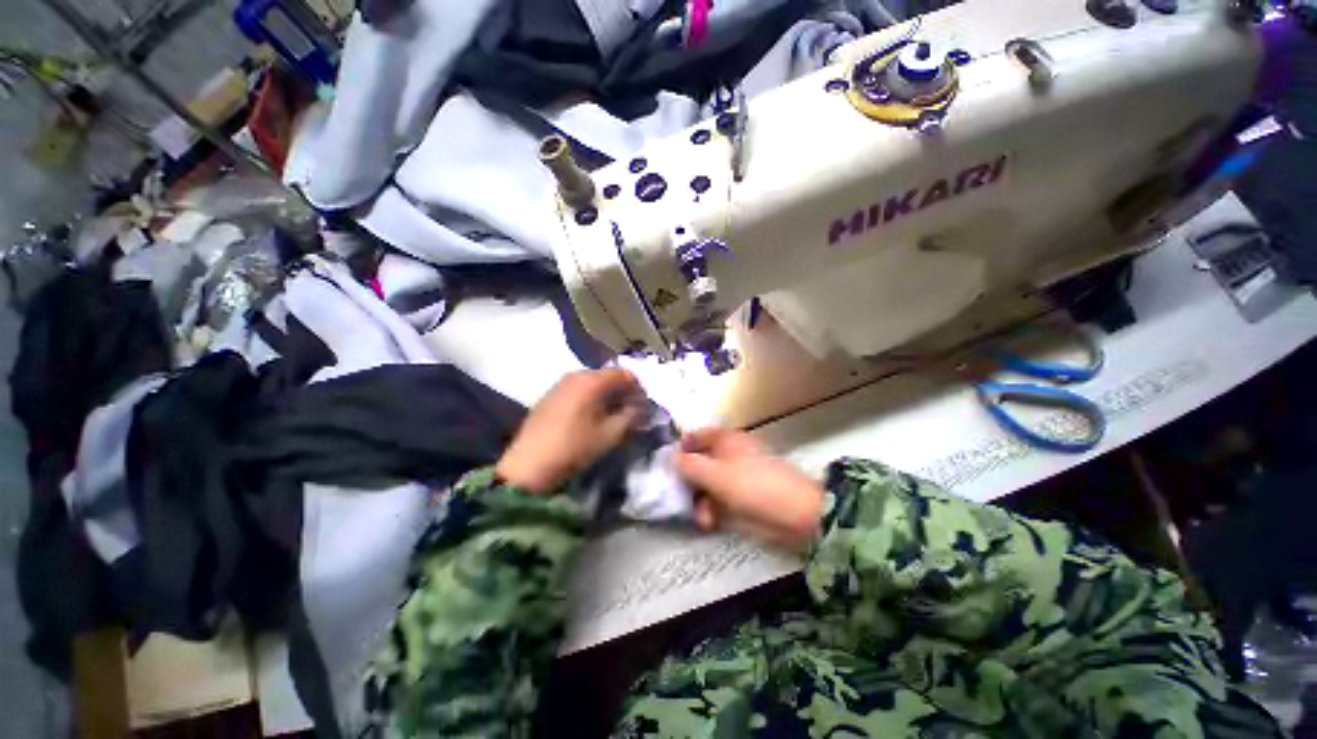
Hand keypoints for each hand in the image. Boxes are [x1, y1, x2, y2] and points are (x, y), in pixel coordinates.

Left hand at [496, 369, 645, 493]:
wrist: (528, 465)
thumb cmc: (574, 447)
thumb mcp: (610, 434)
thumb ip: (631, 416)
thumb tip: (640, 408)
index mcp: (593, 380)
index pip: (625, 375)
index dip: (638, 389)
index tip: (643, 407)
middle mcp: (576, 375)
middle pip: (608, 377)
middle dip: (622, 392)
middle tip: (629, 412)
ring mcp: (560, 384)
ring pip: (592, 383)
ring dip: (606, 396)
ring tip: (610, 416)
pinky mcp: (549, 395)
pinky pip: (577, 390)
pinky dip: (590, 398)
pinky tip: (589, 417)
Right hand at [675, 428, 823, 549]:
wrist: (794, 514)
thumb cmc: (751, 485)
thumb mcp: (714, 474)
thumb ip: (688, 465)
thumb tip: (670, 458)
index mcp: (724, 439)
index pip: (694, 436)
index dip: (679, 449)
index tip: (666, 468)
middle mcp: (728, 453)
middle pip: (698, 462)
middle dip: (688, 482)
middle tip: (679, 498)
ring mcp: (736, 475)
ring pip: (707, 483)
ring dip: (699, 500)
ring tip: (701, 518)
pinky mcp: (742, 495)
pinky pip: (719, 498)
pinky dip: (712, 509)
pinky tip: (709, 522)